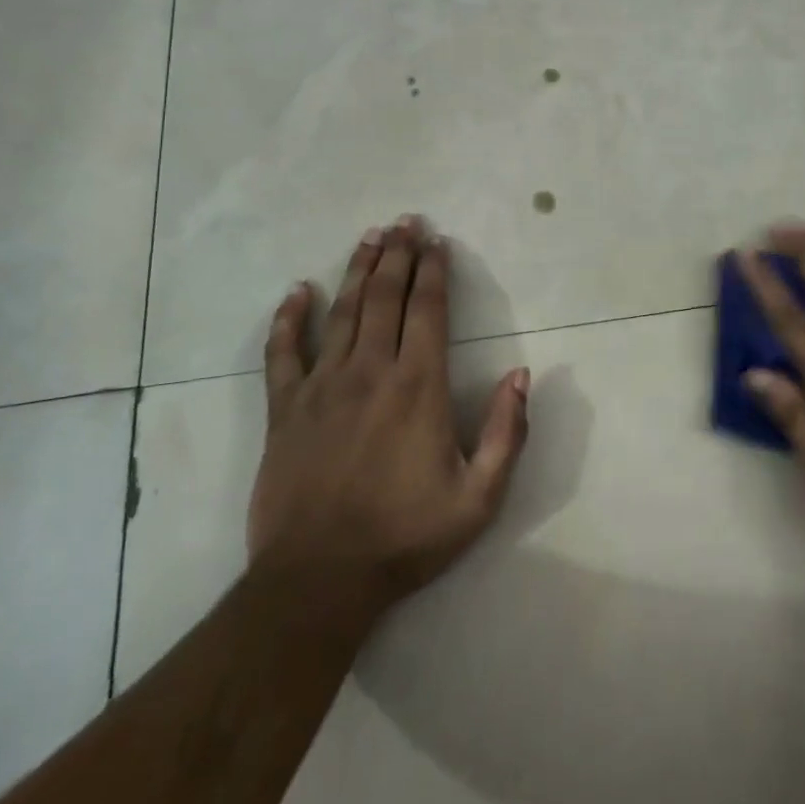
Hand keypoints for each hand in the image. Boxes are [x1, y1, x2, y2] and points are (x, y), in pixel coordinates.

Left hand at [247, 216, 530, 610]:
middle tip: (406, 221)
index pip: (428, 310)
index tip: (438, 242)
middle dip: (398, 254)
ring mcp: (323, 387)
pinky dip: (288, 318)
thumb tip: (521, 374)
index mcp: (417, 387)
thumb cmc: (404, 538)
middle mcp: (370, 372)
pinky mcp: (285, 409)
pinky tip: (298, 291)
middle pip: (385, 297)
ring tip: (370, 236)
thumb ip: (507, 434)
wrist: (318, 582)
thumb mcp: (479, 499)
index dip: (434, 271)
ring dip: (358, 270)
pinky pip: (283, 353)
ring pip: (342, 312)